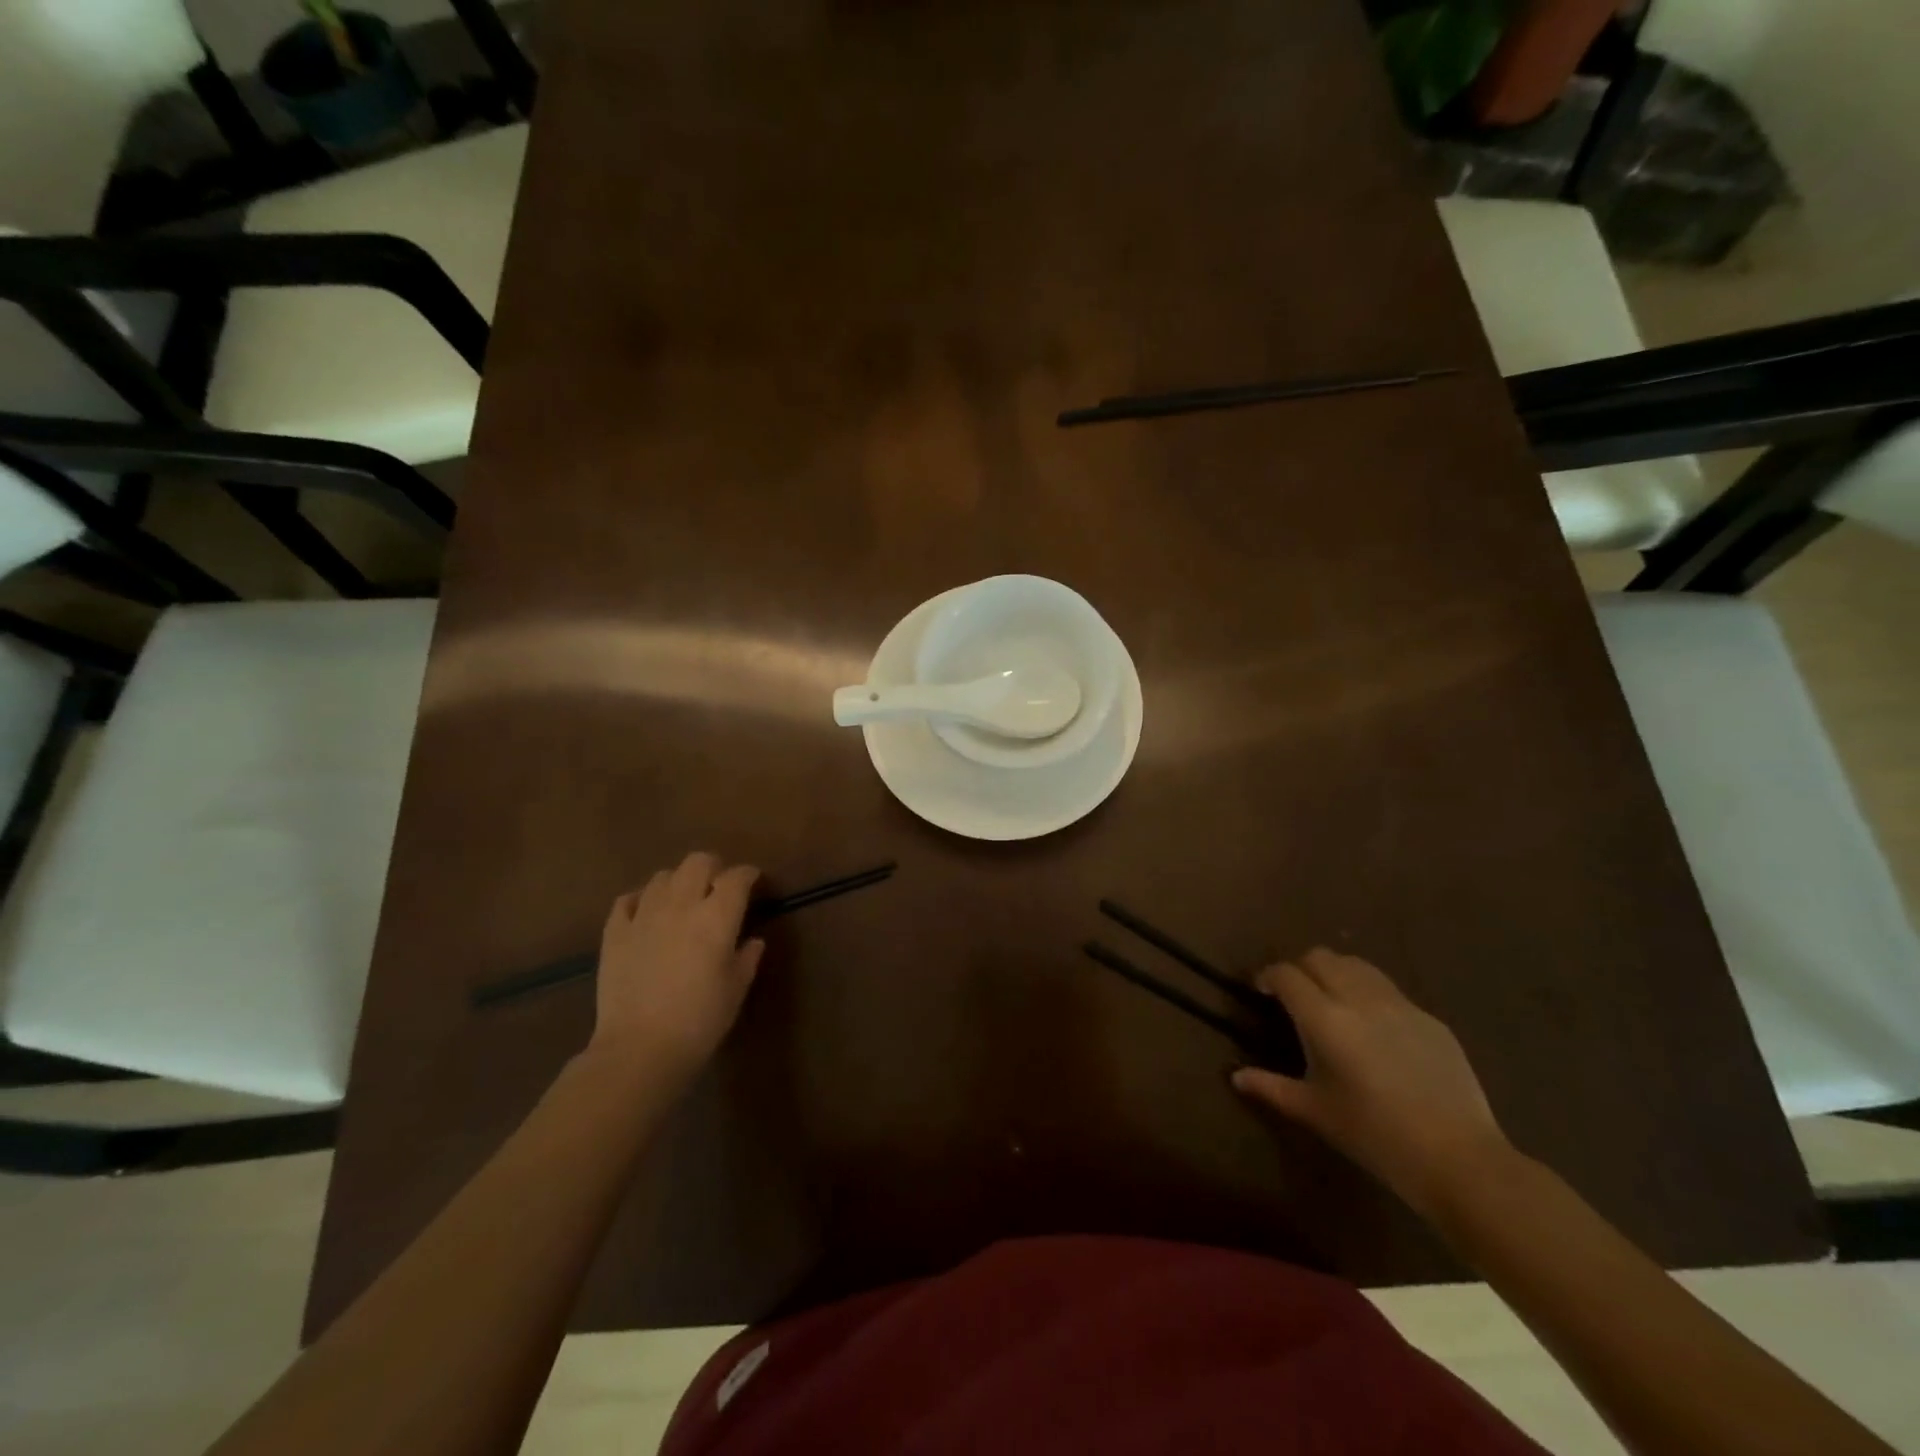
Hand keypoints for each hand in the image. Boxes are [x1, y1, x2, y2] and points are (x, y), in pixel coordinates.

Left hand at [585, 852, 763, 1083]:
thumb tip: (752, 941)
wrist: (639, 1049)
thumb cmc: (699, 1021)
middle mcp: (681, 905)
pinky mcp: (615, 933)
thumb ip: (746, 958)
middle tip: (719, 886)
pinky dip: (641, 900)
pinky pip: (627, 900)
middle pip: (698, 862)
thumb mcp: (735, 990)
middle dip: (713, 867)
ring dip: (678, 882)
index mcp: (716, 917)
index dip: (748, 874)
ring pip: (663, 877)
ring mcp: (644, 915)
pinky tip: (647, 915)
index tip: (753, 882)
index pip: (736, 878)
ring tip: (683, 901)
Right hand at [1231, 948, 1511, 1217]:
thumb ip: (1272, 1087)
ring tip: (1333, 1001)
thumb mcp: (1315, 1112)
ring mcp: (1399, 1005)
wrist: (1458, 1158)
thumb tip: (1236, 1077)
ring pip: (1356, 965)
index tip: (1263, 991)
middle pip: (1320, 957)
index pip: (1286, 974)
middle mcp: (1359, 999)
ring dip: (1335, 973)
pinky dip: (1369, 995)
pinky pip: (1389, 990)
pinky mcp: (1429, 1018)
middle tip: (1295, 996)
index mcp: (1325, 1019)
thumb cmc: (1374, 1136)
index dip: (1268, 976)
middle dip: (1300, 968)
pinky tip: (1374, 1029)